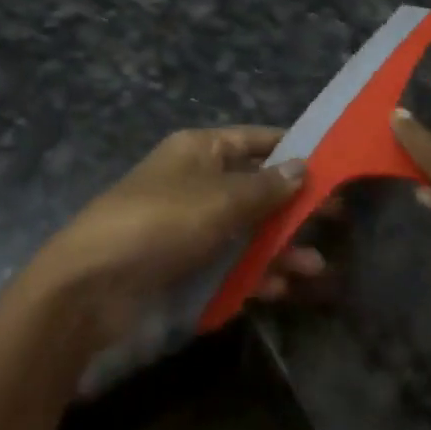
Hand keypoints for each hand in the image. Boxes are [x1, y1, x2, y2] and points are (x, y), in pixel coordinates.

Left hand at [30, 126, 324, 347]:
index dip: (292, 149)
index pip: (254, 140)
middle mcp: (197, 181)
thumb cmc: (161, 223)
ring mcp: (190, 225)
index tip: (334, 163)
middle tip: (338, 219)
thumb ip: (264, 187)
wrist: (92, 284)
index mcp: (199, 150)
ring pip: (246, 230)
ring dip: (280, 246)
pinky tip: (285, 288)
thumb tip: (303, 166)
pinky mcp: (185, 265)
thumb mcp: (219, 199)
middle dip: (293, 205)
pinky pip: (230, 263)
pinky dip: (256, 273)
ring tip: (318, 266)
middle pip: (255, 188)